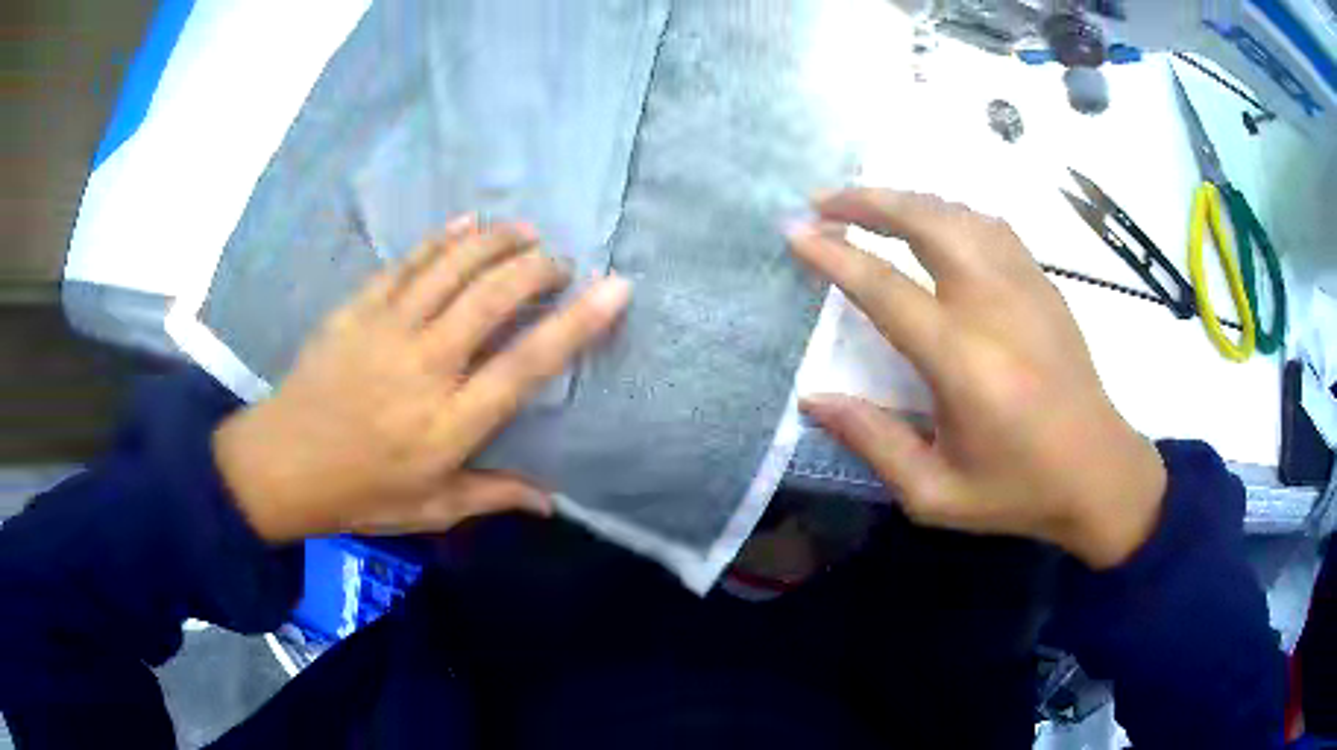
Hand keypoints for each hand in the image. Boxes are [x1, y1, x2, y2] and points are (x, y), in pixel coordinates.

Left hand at [214, 217, 631, 542]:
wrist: (281, 464)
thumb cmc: (359, 493)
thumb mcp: (430, 508)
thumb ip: (492, 496)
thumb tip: (552, 500)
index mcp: (448, 424)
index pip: (525, 364)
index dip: (577, 323)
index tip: (615, 289)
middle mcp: (424, 367)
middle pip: (492, 299)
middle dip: (536, 268)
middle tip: (560, 261)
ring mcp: (385, 330)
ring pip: (451, 268)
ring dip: (495, 242)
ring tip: (526, 231)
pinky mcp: (356, 310)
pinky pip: (406, 263)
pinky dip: (441, 239)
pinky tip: (466, 223)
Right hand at [788, 189, 1166, 569]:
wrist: (1099, 473)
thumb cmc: (1018, 490)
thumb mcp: (936, 492)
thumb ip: (873, 442)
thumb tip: (813, 400)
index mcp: (964, 361)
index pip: (886, 288)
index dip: (835, 254)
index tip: (795, 231)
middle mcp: (995, 307)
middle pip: (927, 222)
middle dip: (868, 200)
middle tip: (824, 201)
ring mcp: (1026, 287)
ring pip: (960, 214)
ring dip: (908, 199)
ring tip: (869, 203)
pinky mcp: (1045, 285)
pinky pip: (991, 227)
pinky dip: (951, 212)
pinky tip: (934, 221)